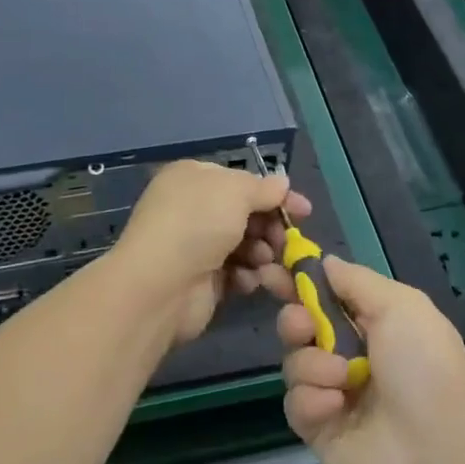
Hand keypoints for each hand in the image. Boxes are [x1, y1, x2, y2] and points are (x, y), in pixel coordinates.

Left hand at [109, 160, 311, 347]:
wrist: (161, 285)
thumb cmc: (198, 224)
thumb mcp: (235, 192)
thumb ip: (263, 188)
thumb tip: (282, 183)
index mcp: (194, 178)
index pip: (241, 181)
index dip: (274, 194)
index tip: (304, 210)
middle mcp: (193, 208)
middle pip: (246, 214)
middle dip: (270, 227)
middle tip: (288, 241)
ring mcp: (196, 245)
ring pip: (244, 244)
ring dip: (262, 252)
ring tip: (265, 261)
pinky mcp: (202, 279)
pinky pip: (235, 272)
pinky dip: (247, 275)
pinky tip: (249, 281)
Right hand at [277, 257, 464, 463]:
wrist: (438, 454)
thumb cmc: (424, 368)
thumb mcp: (401, 306)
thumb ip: (357, 281)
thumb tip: (325, 262)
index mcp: (373, 323)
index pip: (325, 294)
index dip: (298, 281)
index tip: (273, 269)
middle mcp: (350, 355)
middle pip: (300, 325)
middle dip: (295, 319)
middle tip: (305, 326)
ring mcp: (333, 393)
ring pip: (294, 362)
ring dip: (313, 364)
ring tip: (343, 378)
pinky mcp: (319, 430)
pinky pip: (295, 403)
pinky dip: (313, 400)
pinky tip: (337, 407)